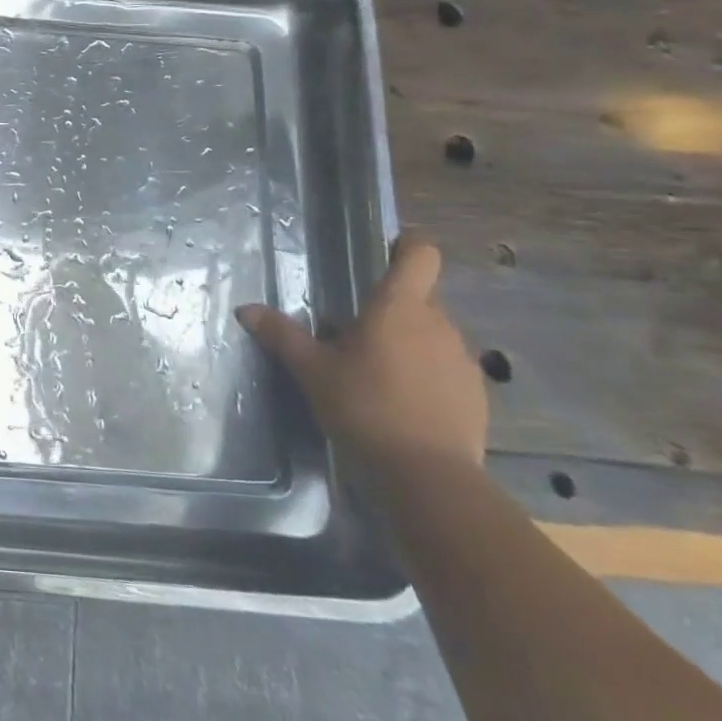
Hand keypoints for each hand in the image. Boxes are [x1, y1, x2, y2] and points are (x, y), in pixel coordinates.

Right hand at [234, 234, 485, 472]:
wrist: (429, 475)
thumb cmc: (364, 407)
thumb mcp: (311, 370)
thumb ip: (281, 335)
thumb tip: (246, 309)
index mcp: (399, 308)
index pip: (420, 255)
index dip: (407, 245)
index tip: (387, 247)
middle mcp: (438, 324)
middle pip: (419, 297)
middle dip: (390, 307)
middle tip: (353, 331)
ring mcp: (462, 359)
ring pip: (432, 333)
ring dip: (407, 341)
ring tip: (374, 371)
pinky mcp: (475, 393)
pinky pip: (446, 366)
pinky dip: (425, 373)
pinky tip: (401, 401)